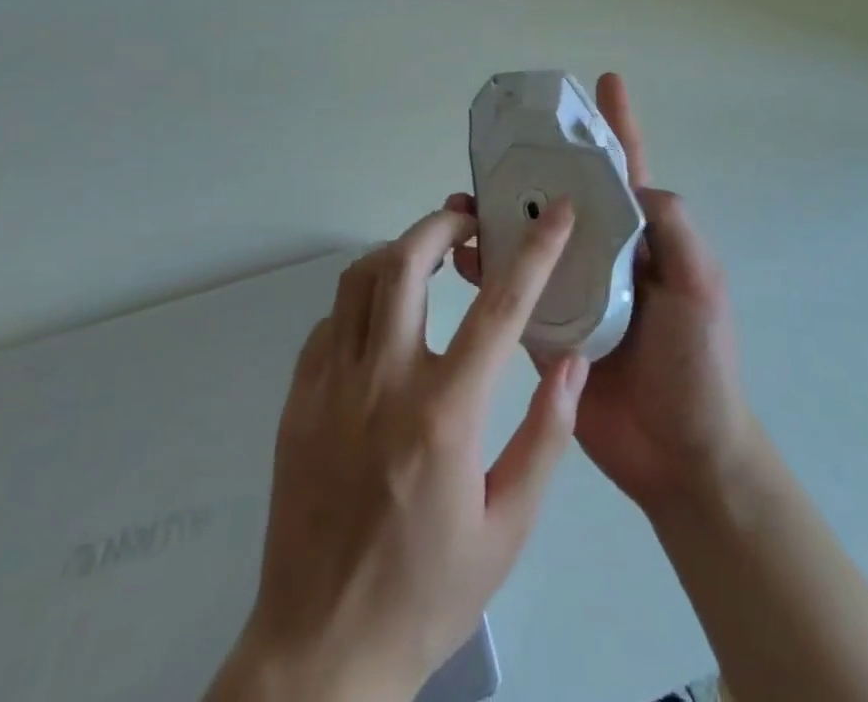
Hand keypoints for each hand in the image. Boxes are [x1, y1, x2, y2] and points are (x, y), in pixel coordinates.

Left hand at [208, 204, 590, 701]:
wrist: (321, 654)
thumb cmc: (427, 591)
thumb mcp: (508, 529)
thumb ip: (545, 436)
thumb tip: (570, 360)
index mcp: (443, 414)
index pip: (499, 308)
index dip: (535, 252)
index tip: (558, 214)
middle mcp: (382, 383)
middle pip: (405, 263)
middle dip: (441, 224)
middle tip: (468, 222)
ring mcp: (330, 387)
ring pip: (359, 280)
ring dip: (398, 253)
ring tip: (428, 258)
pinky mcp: (297, 401)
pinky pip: (330, 322)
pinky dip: (361, 301)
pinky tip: (381, 323)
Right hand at [451, 73, 759, 520]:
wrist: (680, 456)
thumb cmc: (698, 364)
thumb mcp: (700, 284)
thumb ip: (671, 227)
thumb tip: (630, 181)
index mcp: (641, 236)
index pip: (625, 167)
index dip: (615, 123)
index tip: (603, 79)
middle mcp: (602, 253)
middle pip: (563, 195)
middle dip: (533, 167)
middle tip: (495, 146)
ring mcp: (570, 290)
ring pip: (528, 237)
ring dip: (497, 214)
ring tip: (461, 198)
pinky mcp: (545, 329)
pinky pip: (510, 289)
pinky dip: (485, 267)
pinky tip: (461, 254)